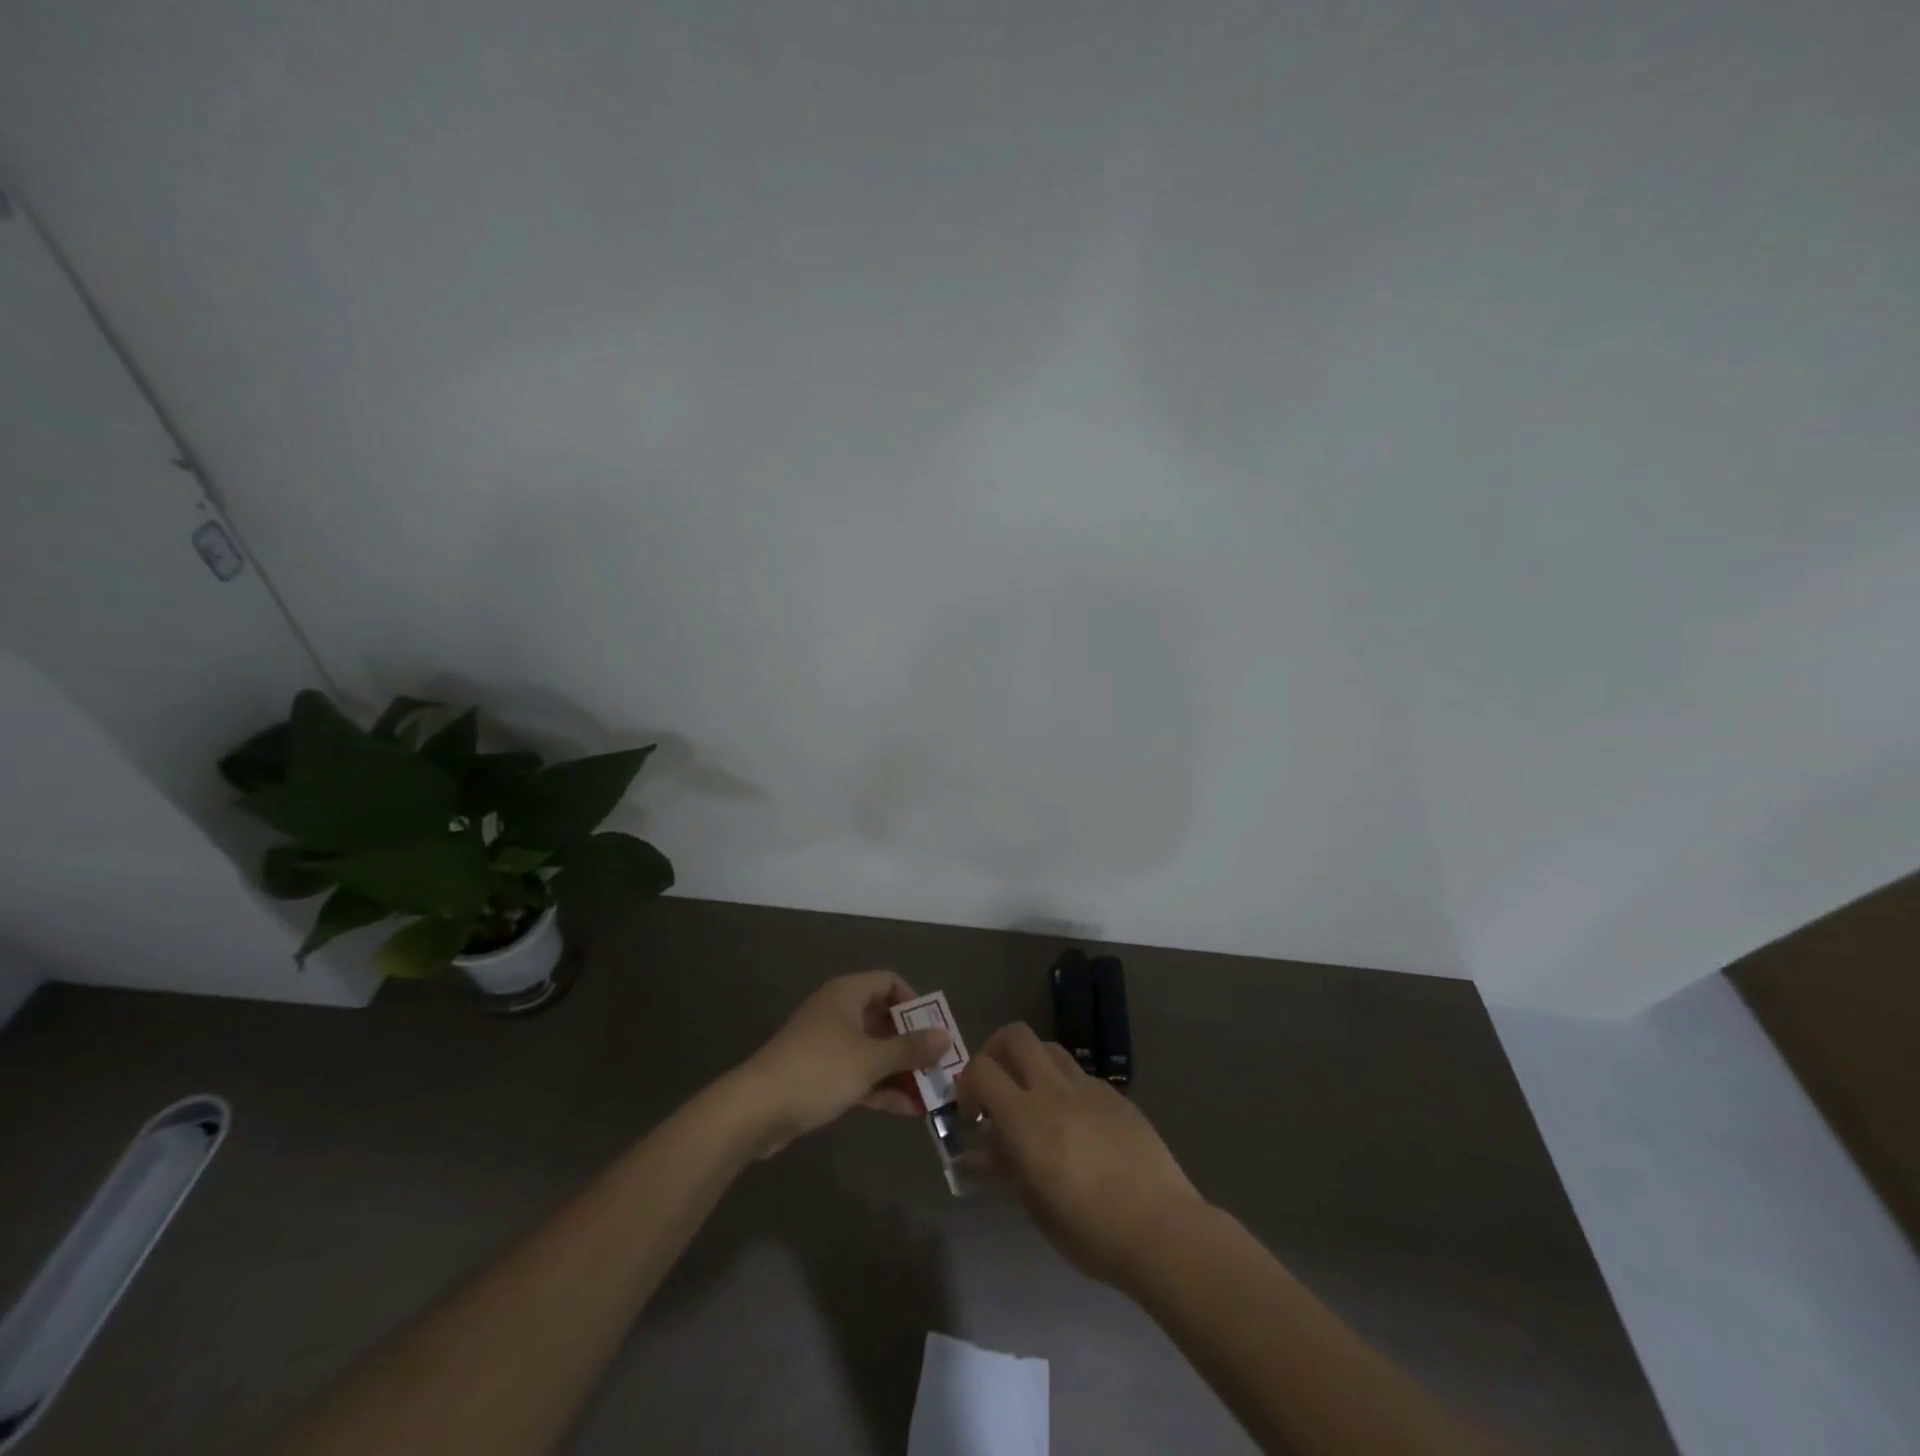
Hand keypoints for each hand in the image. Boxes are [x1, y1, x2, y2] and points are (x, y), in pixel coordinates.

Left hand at [735, 970, 949, 1155]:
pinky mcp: (819, 1076)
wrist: (756, 1110)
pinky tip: (907, 1111)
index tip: (934, 1028)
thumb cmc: (818, 1070)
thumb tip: (946, 1037)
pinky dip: (881, 1088)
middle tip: (939, 1066)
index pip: (888, 982)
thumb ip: (910, 1049)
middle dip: (912, 1043)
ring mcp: (827, 1045)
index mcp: (847, 995)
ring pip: (872, 1051)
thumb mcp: (870, 1060)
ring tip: (931, 1094)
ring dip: (900, 1071)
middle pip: (883, 1019)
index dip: (914, 1002)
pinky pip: (858, 1075)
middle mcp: (838, 1013)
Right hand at [958, 1023, 1203, 1286]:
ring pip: (1049, 1048)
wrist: (1161, 1228)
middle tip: (995, 1087)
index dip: (967, 1085)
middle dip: (996, 1051)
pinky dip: (1065, 1088)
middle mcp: (1053, 1090)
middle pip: (1015, 1036)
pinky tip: (1075, 1125)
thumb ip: (1005, 1166)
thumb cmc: (1089, 1231)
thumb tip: (982, 1150)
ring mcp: (1088, 1087)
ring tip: (1033, 1101)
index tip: (972, 1116)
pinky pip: (1079, 1075)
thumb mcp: (1035, 1206)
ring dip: (1031, 1064)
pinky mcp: (1115, 1095)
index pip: (981, 1069)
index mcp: (1025, 1118)